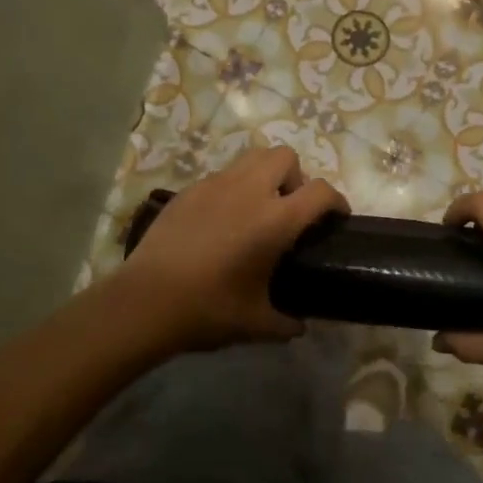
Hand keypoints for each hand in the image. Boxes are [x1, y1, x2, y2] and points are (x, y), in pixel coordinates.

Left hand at [123, 145, 347, 348]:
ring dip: (264, 174)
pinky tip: (220, 220)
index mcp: (276, 220)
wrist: (145, 301)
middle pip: (285, 156)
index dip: (336, 200)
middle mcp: (250, 191)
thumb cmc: (209, 310)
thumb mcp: (256, 324)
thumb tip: (298, 326)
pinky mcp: (188, 190)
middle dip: (296, 176)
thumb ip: (285, 322)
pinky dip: (232, 188)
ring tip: (257, 207)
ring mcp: (215, 185)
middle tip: (289, 208)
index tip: (336, 216)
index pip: (320, 191)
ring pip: (252, 158)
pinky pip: (221, 176)